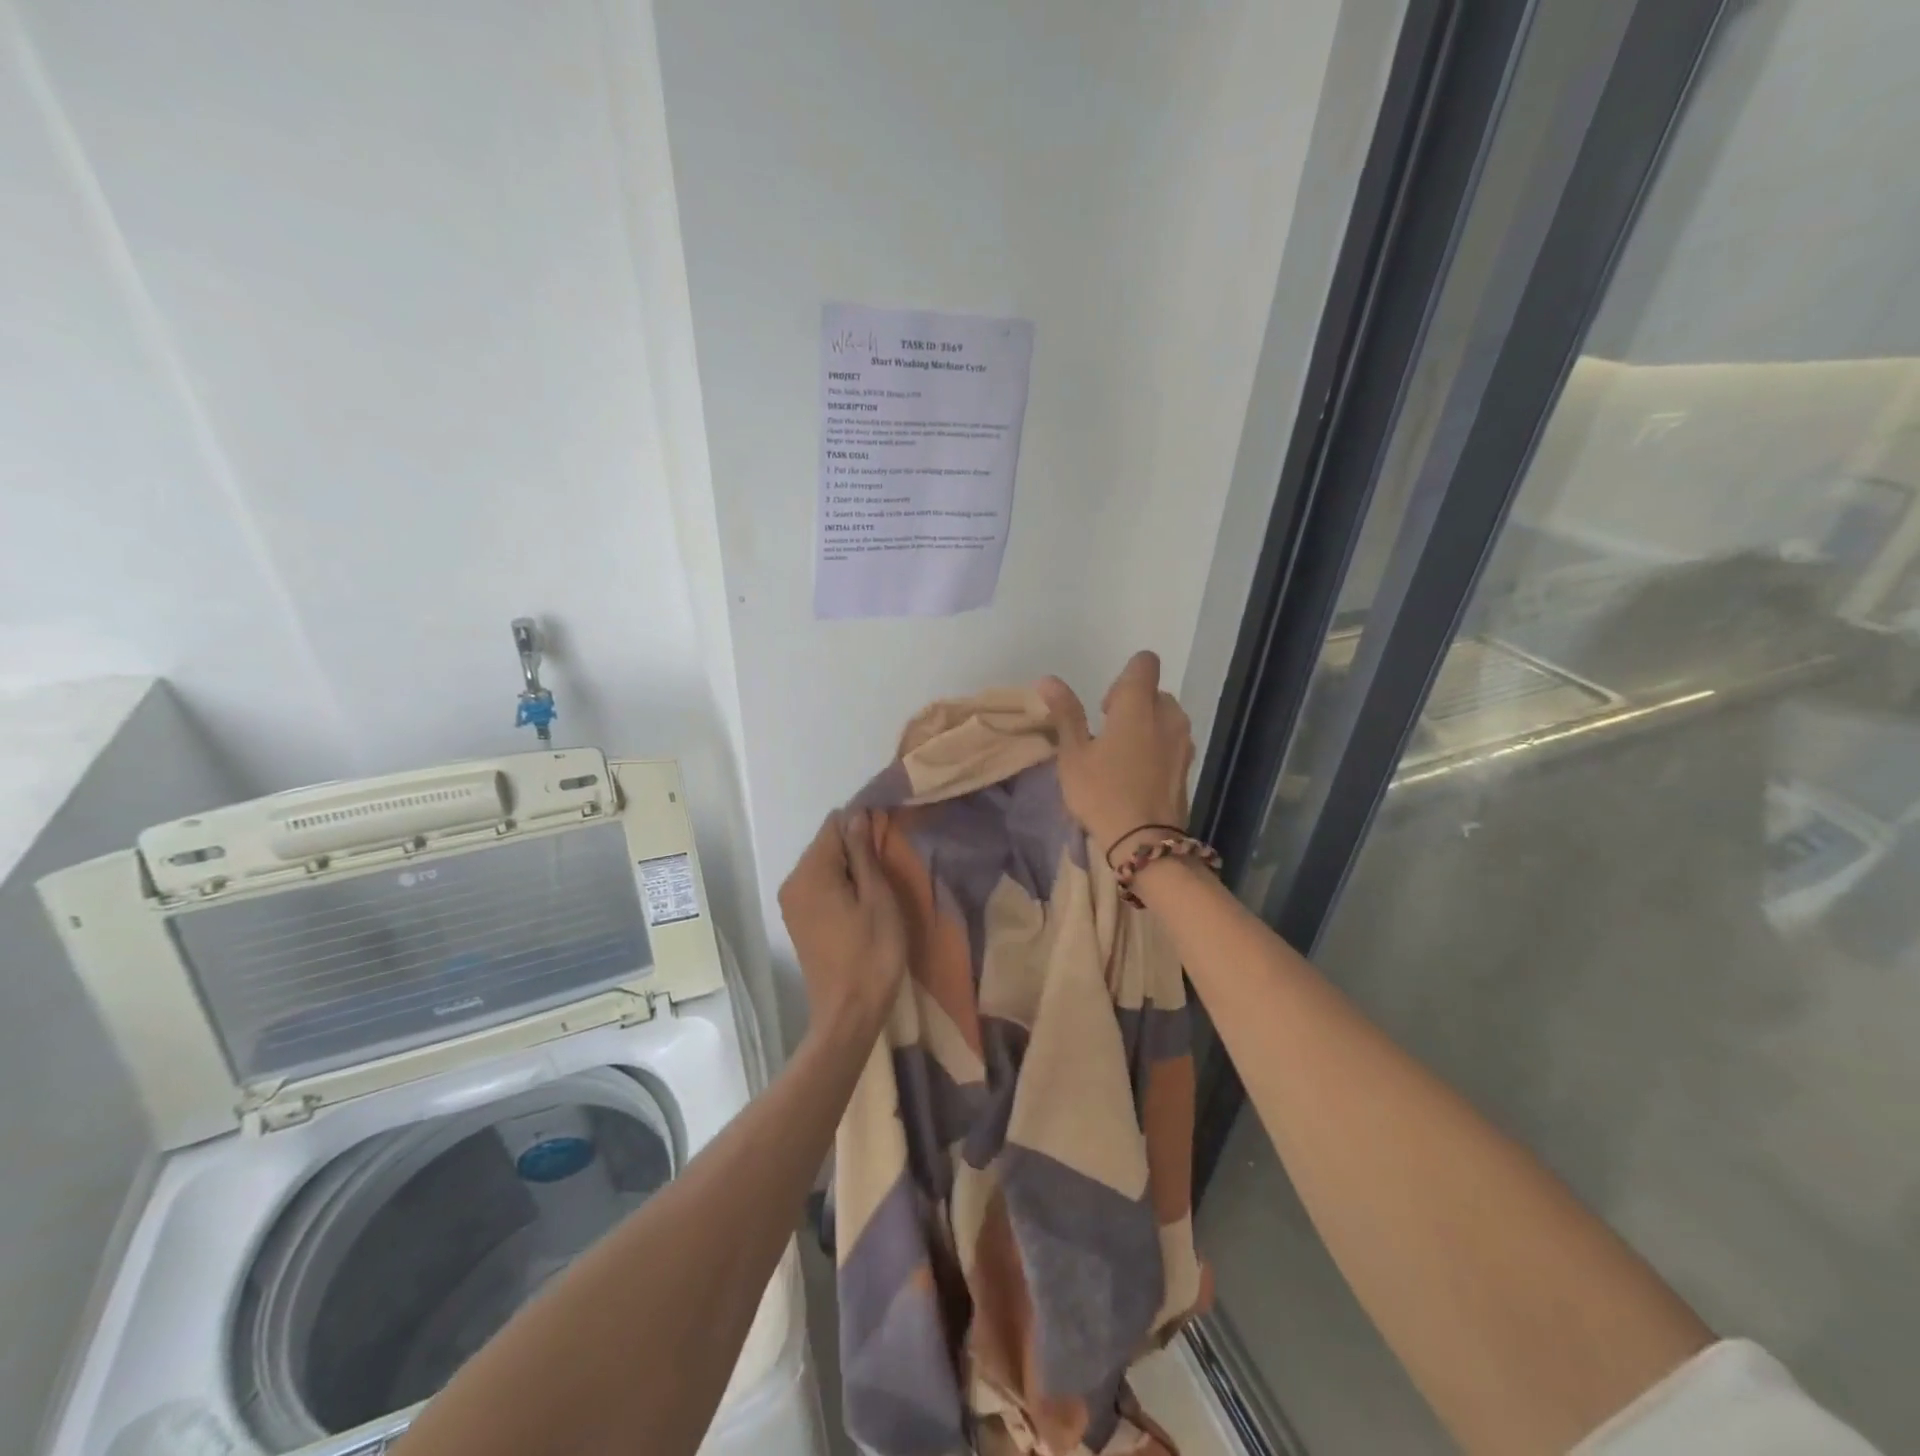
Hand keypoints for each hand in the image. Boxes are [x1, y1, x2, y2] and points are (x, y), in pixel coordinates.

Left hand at [779, 810, 907, 1041]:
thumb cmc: (872, 953)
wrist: (848, 1014)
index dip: (862, 823)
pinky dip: (840, 886)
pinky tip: (862, 903)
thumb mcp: (877, 898)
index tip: (890, 835)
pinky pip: (819, 887)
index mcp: (811, 872)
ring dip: (850, 868)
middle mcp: (793, 882)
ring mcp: (792, 903)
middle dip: (856, 846)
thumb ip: (864, 852)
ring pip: (824, 866)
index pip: (834, 824)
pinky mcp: (798, 921)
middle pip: (826, 845)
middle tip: (889, 865)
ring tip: (880, 885)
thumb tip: (856, 814)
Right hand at [1037, 651, 1194, 861]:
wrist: (1145, 842)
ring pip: (1166, 717)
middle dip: (1133, 704)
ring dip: (1147, 725)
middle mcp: (1168, 715)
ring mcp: (1183, 741)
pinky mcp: (1188, 765)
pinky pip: (1173, 742)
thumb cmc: (1102, 792)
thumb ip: (1066, 713)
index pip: (1145, 663)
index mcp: (1138, 704)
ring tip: (1123, 756)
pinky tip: (1138, 774)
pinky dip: (1157, 747)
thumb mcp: (1074, 754)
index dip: (1124, 676)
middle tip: (1108, 735)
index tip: (1105, 707)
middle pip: (1154, 691)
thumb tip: (1048, 680)